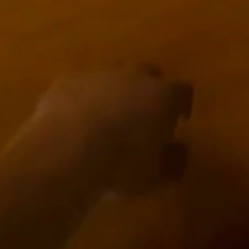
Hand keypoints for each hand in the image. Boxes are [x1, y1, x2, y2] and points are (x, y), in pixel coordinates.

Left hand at [15, 66, 192, 196]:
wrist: (66, 150)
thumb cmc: (120, 166)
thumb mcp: (154, 175)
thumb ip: (172, 162)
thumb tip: (180, 153)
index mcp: (163, 95)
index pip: (183, 91)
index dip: (181, 105)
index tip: (178, 120)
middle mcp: (135, 76)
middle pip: (149, 74)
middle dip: (148, 92)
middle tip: (141, 117)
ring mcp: (100, 74)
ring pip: (113, 77)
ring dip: (114, 93)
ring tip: (105, 121)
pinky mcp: (70, 79)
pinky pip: (82, 85)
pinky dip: (83, 99)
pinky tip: (74, 123)